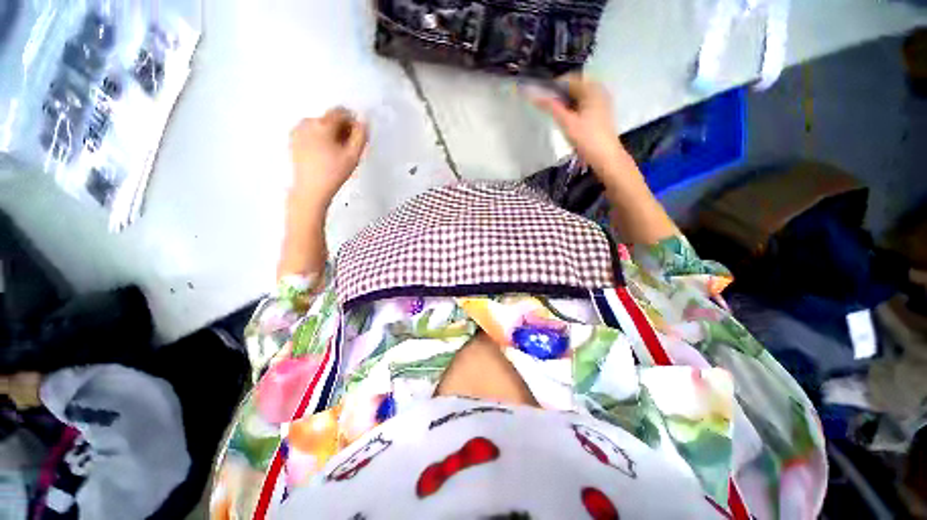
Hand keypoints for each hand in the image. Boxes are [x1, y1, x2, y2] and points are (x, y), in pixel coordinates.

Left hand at [289, 107, 367, 207]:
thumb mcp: (353, 155)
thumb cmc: (334, 173)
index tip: (357, 137)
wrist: (311, 189)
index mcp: (322, 124)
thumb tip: (363, 120)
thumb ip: (361, 135)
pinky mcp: (293, 139)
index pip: (341, 112)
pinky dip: (320, 139)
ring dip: (331, 134)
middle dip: (342, 129)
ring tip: (337, 154)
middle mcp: (307, 122)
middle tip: (348, 148)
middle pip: (330, 118)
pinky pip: (311, 132)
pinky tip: (325, 155)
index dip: (352, 122)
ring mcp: (297, 130)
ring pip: (320, 125)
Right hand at [526, 74, 623, 172]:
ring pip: (578, 96)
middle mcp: (598, 90)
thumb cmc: (587, 139)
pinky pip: (582, 104)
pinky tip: (565, 119)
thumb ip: (551, 108)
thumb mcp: (567, 123)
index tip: (540, 97)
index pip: (569, 78)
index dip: (553, 86)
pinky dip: (572, 108)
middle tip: (545, 106)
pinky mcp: (599, 113)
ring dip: (564, 102)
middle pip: (574, 86)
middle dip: (559, 94)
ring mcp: (600, 102)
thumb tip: (534, 96)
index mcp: (592, 89)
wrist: (606, 157)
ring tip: (553, 114)